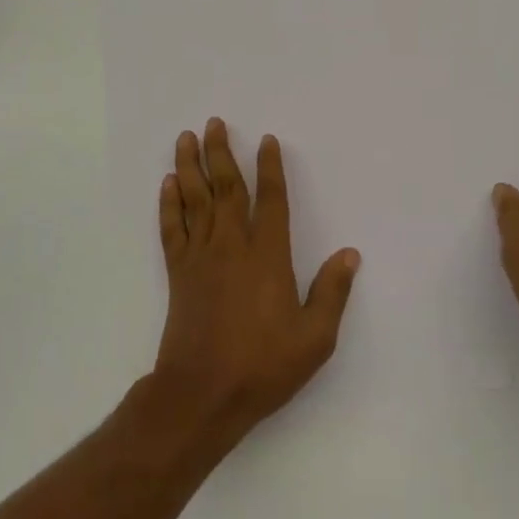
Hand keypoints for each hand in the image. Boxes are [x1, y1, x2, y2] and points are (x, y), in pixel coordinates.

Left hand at [150, 119, 359, 449]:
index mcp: (267, 256)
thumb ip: (332, 293)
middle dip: (221, 152)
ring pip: (195, 199)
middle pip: (226, 188)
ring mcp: (201, 257)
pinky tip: (168, 183)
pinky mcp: (178, 273)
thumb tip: (350, 254)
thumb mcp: (314, 339)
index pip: (270, 200)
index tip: (266, 141)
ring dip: (190, 165)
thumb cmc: (262, 367)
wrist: (201, 396)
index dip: (270, 168)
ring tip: (186, 137)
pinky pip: (172, 228)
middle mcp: (232, 246)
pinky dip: (169, 203)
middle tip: (214, 122)